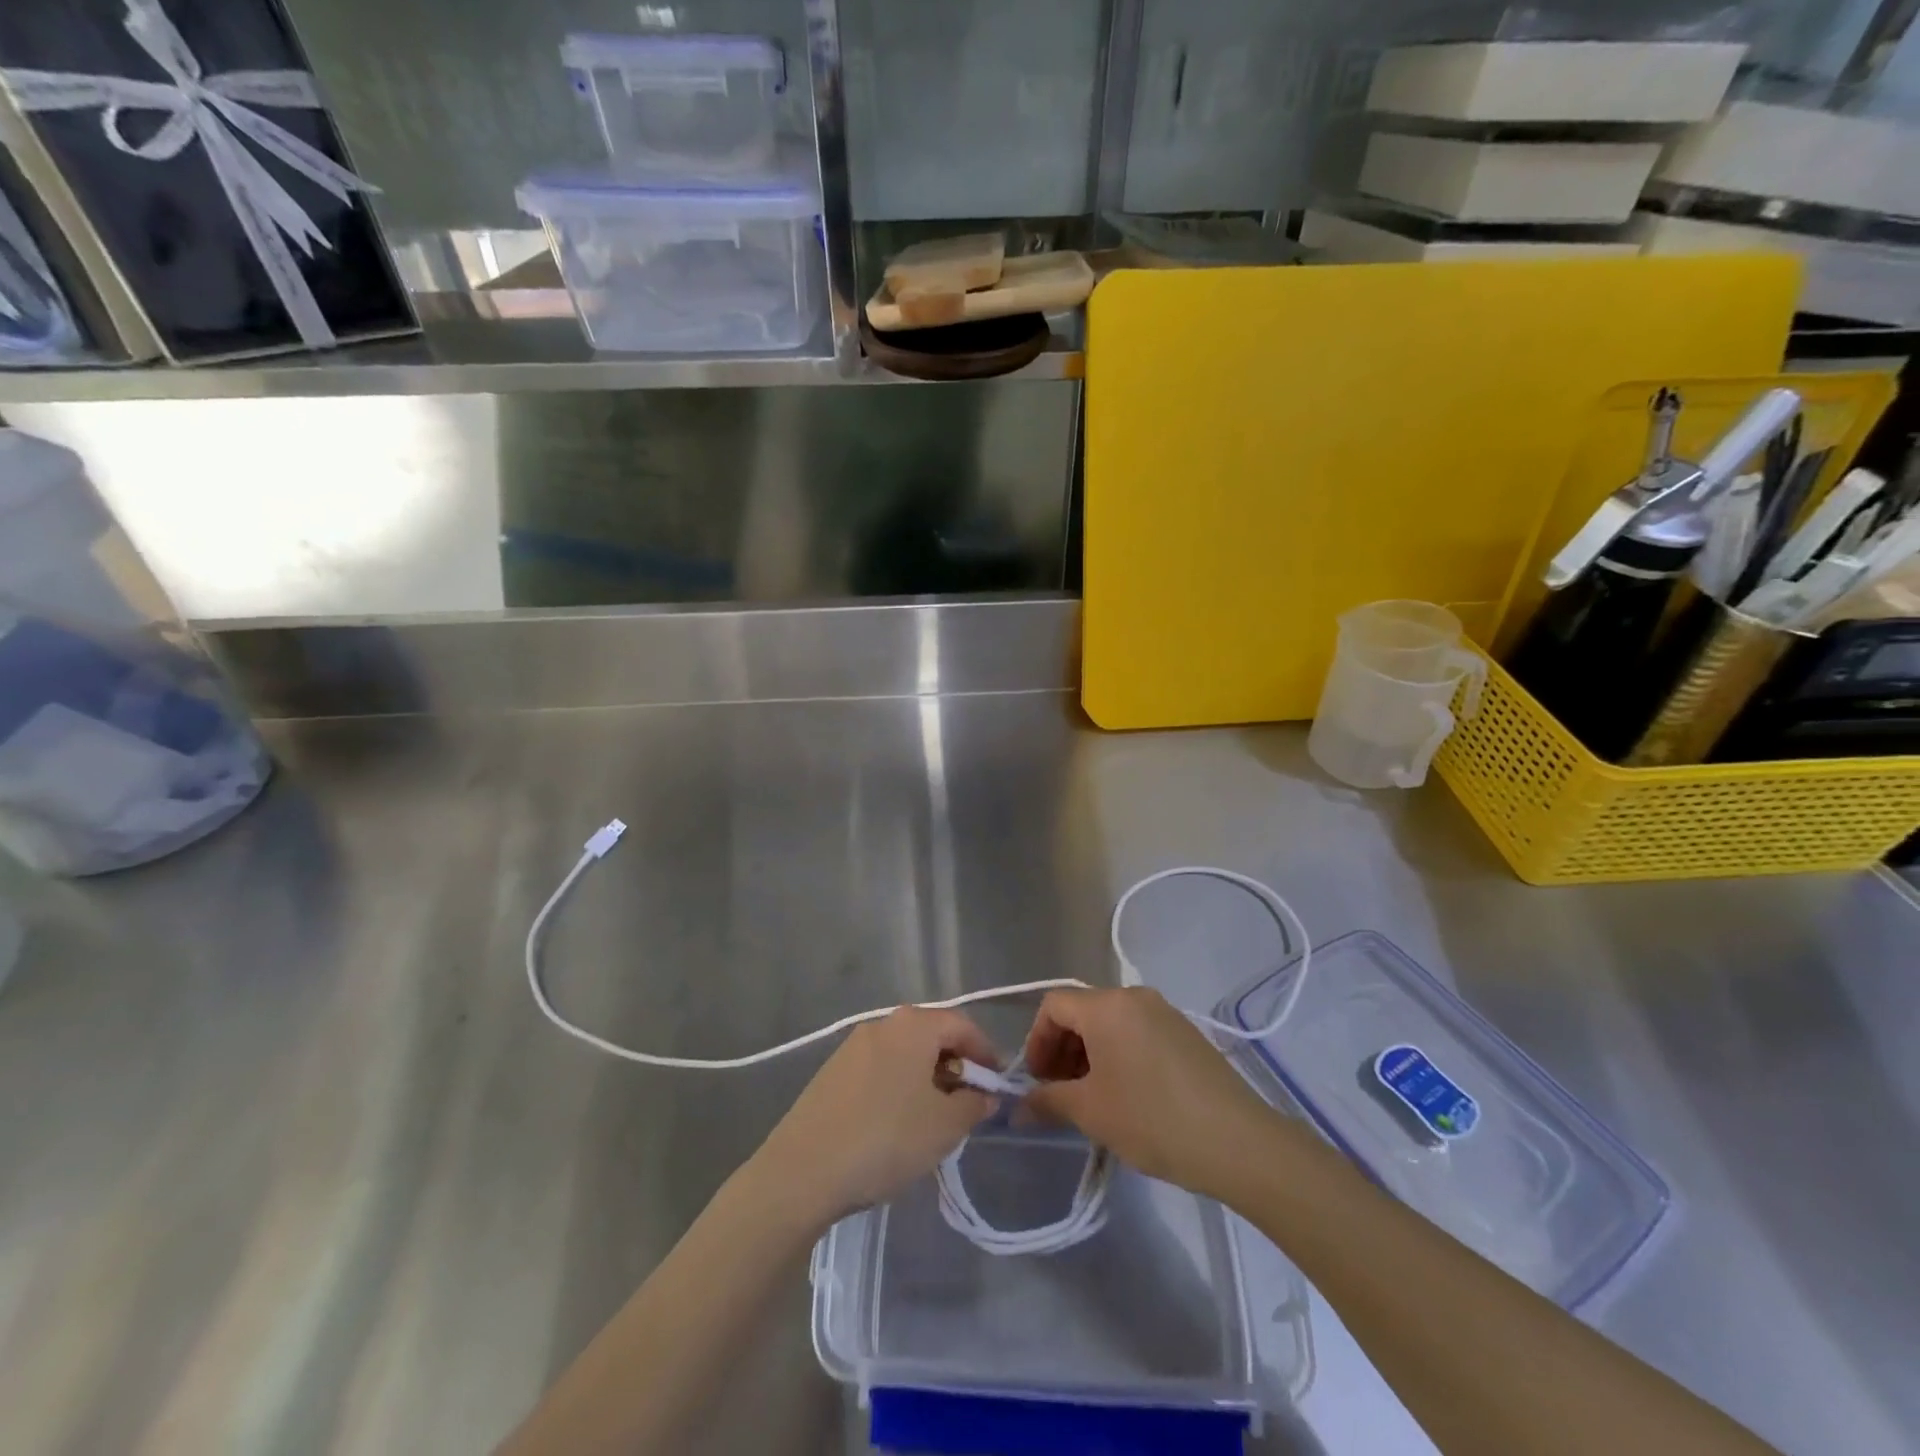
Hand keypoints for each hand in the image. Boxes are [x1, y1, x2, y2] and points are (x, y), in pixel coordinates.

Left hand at [755, 1007, 999, 1228]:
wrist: (802, 1170)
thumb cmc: (885, 1139)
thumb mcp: (944, 1127)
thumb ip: (973, 1105)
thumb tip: (984, 1095)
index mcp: (914, 1026)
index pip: (963, 1026)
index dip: (986, 1054)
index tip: (997, 1086)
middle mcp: (883, 1024)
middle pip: (931, 1036)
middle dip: (955, 1066)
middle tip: (968, 1104)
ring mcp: (852, 1046)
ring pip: (904, 1054)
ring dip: (926, 1078)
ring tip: (933, 1118)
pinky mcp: (832, 1072)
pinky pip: (879, 1069)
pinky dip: (897, 1087)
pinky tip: (895, 1124)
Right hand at [1023, 987, 1275, 1199]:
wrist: (1238, 1141)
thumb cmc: (1152, 1119)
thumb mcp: (1091, 1112)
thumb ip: (1049, 1100)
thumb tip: (1020, 1106)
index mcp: (1106, 1006)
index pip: (1053, 1005)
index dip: (1036, 1041)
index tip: (1037, 1081)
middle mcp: (1134, 997)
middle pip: (1082, 1011)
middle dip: (1062, 1049)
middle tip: (1060, 1092)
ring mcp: (1165, 1012)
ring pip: (1111, 1023)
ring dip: (1090, 1054)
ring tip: (1091, 1098)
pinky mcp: (1186, 1033)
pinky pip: (1137, 1032)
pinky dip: (1119, 1054)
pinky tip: (1126, 1095)